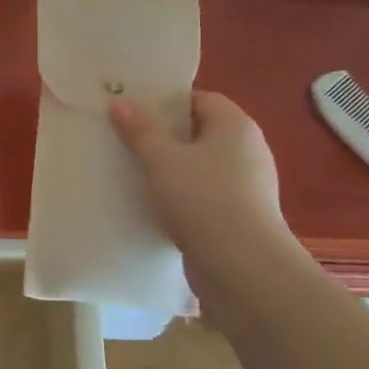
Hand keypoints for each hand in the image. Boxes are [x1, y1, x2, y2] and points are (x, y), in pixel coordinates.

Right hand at [109, 90, 298, 285]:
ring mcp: (247, 186)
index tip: (134, 112)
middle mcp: (247, 150)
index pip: (200, 99)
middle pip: (199, 132)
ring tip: (132, 174)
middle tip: (125, 140)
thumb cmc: (204, 200)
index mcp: (235, 126)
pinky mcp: (240, 217)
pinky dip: (181, 197)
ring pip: (199, 167)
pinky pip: (204, 195)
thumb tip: (121, 103)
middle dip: (163, 137)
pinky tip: (154, 206)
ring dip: (170, 170)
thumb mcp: (162, 160)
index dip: (167, 102)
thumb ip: (141, 130)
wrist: (243, 269)